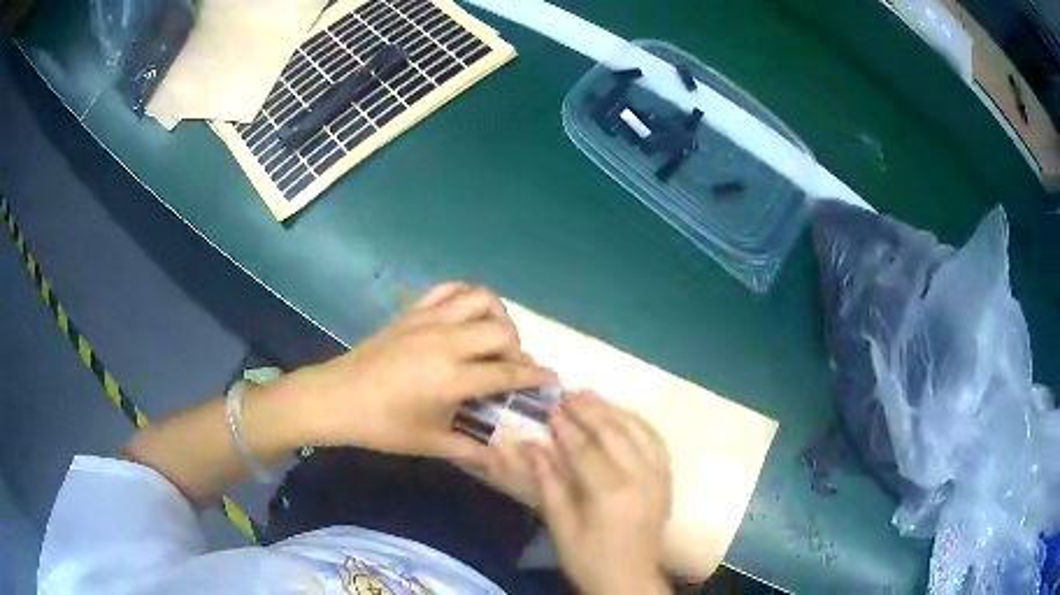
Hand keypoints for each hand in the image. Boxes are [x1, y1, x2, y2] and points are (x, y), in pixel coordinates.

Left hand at [281, 282, 555, 463]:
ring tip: (494, 336)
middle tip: (512, 367)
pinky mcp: (413, 312)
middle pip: (502, 332)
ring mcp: (429, 321)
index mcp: (453, 378)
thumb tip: (501, 459)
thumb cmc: (382, 426)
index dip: (536, 376)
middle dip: (518, 348)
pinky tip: (466, 315)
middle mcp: (447, 342)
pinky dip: (466, 296)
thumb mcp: (430, 443)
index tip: (552, 379)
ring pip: (481, 299)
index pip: (508, 373)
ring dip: (498, 315)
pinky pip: (448, 289)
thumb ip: (471, 449)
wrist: (336, 398)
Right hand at [532, 391, 672, 594]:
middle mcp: (641, 479)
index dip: (566, 429)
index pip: (586, 450)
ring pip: (639, 431)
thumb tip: (533, 446)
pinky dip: (638, 423)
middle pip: (614, 434)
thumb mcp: (562, 528)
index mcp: (612, 495)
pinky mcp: (667, 481)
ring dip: (614, 410)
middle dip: (589, 410)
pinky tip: (623, 414)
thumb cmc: (589, 561)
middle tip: (568, 394)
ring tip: (591, 395)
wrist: (630, 580)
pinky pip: (656, 442)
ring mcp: (659, 478)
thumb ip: (549, 484)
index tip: (550, 410)